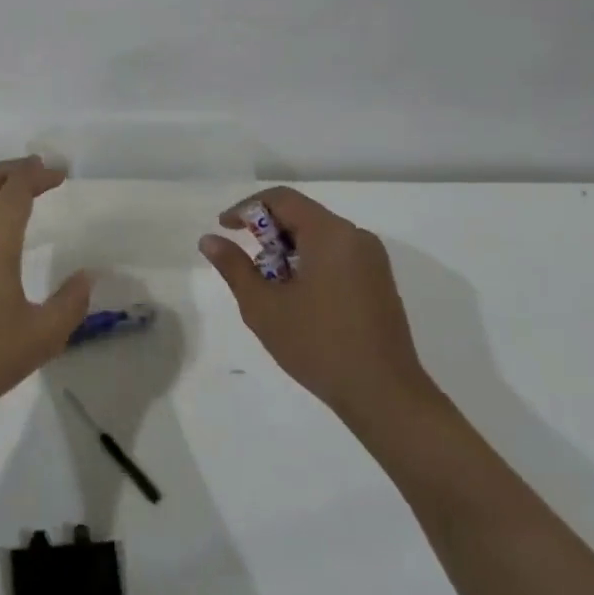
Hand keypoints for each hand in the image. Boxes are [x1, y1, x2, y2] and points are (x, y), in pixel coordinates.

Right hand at [199, 187, 435, 434]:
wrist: (384, 395)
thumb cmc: (318, 345)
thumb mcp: (263, 305)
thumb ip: (234, 266)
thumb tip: (209, 239)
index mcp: (330, 234)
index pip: (281, 199)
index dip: (246, 208)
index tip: (224, 229)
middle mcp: (355, 237)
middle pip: (301, 215)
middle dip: (267, 233)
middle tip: (246, 265)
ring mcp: (372, 260)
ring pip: (318, 236)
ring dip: (286, 250)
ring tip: (268, 286)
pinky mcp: (378, 281)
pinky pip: (335, 254)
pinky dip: (308, 263)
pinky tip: (297, 297)